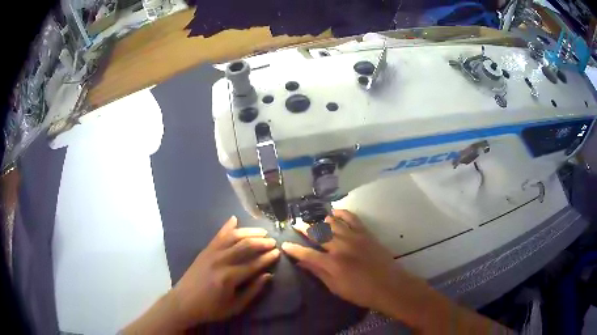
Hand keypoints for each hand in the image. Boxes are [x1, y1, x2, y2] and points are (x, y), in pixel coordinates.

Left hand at [170, 216, 279, 326]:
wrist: (183, 302)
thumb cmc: (211, 308)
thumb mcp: (235, 307)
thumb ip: (252, 291)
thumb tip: (268, 276)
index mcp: (229, 277)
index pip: (253, 264)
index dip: (267, 258)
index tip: (278, 253)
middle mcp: (220, 261)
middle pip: (245, 246)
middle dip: (261, 243)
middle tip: (273, 242)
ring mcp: (211, 253)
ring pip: (233, 237)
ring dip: (249, 232)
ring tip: (262, 232)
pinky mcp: (205, 250)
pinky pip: (218, 235)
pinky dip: (227, 226)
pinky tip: (235, 219)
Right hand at [281, 210, 428, 318]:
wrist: (389, 286)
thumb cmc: (361, 292)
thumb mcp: (336, 288)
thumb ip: (318, 273)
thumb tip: (302, 263)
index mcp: (332, 264)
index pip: (307, 254)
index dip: (294, 249)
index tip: (284, 244)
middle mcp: (340, 247)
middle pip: (318, 233)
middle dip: (304, 228)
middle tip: (296, 224)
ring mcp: (354, 237)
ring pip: (333, 222)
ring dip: (321, 219)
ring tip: (314, 219)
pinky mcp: (365, 233)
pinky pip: (352, 218)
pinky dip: (342, 213)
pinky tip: (334, 212)